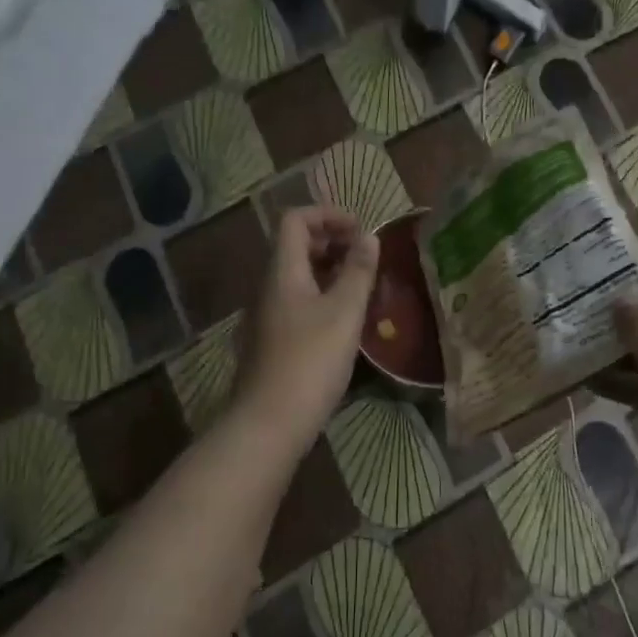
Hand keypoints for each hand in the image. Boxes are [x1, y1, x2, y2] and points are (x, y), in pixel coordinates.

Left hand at [235, 206, 379, 444]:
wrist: (271, 421)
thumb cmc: (311, 361)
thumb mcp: (344, 312)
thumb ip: (358, 271)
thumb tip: (369, 237)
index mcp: (282, 272)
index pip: (295, 220)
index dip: (328, 215)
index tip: (361, 230)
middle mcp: (270, 287)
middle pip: (295, 246)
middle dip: (332, 242)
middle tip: (366, 258)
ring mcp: (269, 315)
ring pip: (299, 277)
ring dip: (330, 271)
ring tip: (363, 286)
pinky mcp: (274, 341)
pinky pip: (299, 302)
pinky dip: (323, 296)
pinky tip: (346, 320)